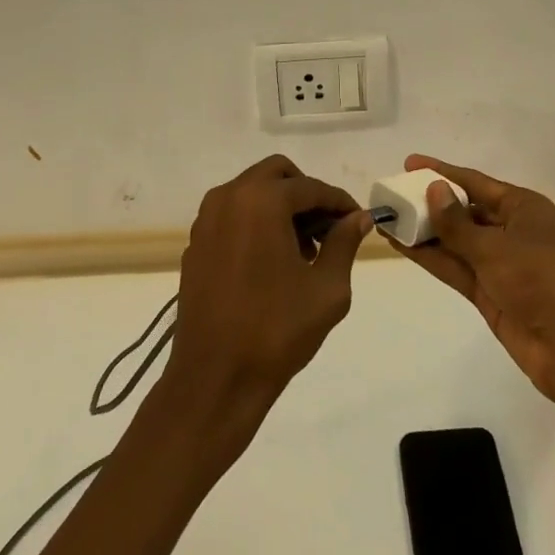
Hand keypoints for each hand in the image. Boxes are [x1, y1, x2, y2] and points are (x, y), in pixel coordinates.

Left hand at [169, 155, 372, 419]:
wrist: (214, 380)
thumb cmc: (276, 331)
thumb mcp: (326, 288)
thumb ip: (344, 243)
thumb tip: (359, 218)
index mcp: (261, 201)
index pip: (311, 187)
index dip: (339, 203)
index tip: (358, 220)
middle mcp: (229, 198)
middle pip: (277, 174)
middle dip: (306, 195)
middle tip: (327, 230)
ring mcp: (206, 220)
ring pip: (252, 192)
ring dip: (280, 207)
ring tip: (302, 251)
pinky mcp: (195, 244)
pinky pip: (233, 215)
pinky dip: (256, 223)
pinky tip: (271, 263)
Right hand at [393, 154, 554, 408]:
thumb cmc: (544, 281)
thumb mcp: (496, 247)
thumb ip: (458, 224)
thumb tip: (432, 189)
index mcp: (523, 207)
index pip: (475, 182)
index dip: (442, 172)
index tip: (408, 164)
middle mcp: (511, 230)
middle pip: (464, 210)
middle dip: (430, 203)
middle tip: (391, 195)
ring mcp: (500, 264)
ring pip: (455, 241)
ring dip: (425, 232)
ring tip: (388, 219)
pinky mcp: (490, 293)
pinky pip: (455, 268)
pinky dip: (431, 257)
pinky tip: (402, 246)